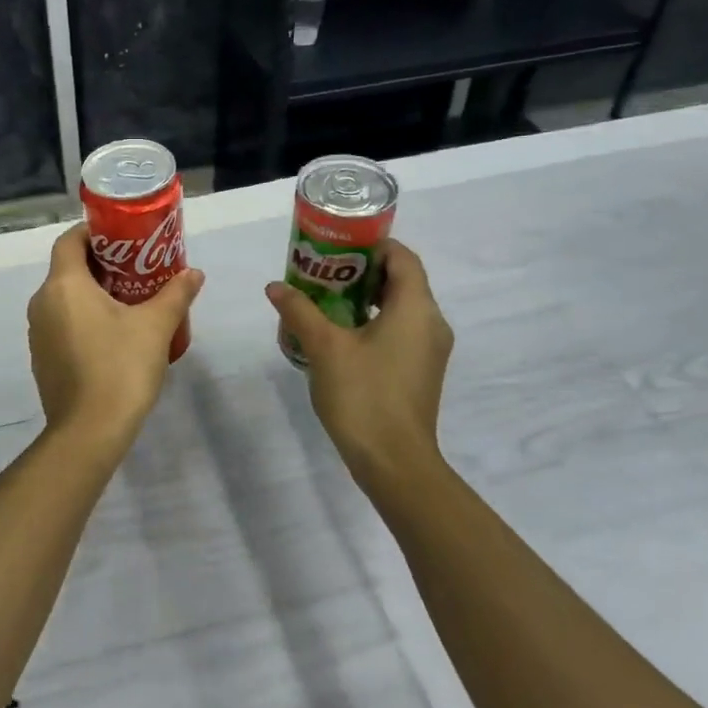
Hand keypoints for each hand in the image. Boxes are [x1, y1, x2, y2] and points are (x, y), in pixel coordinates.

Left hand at [28, 225, 203, 456]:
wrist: (89, 432)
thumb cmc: (120, 367)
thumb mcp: (155, 326)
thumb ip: (175, 294)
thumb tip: (194, 273)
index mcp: (63, 285)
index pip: (69, 240)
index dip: (94, 233)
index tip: (124, 238)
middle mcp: (42, 303)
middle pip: (68, 269)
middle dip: (101, 264)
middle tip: (137, 268)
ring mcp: (38, 334)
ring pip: (64, 298)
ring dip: (92, 294)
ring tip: (130, 301)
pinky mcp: (42, 359)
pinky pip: (62, 324)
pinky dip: (83, 319)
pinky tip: (113, 336)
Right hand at [265, 239, 453, 500]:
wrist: (394, 462)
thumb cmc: (364, 395)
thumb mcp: (324, 347)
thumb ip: (300, 311)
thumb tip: (275, 287)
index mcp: (416, 308)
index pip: (402, 257)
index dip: (372, 246)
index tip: (336, 246)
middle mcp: (431, 323)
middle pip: (401, 281)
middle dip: (361, 272)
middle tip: (322, 271)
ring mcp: (429, 350)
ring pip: (400, 308)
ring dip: (365, 298)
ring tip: (324, 300)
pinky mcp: (421, 371)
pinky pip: (400, 331)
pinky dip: (374, 322)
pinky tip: (340, 335)